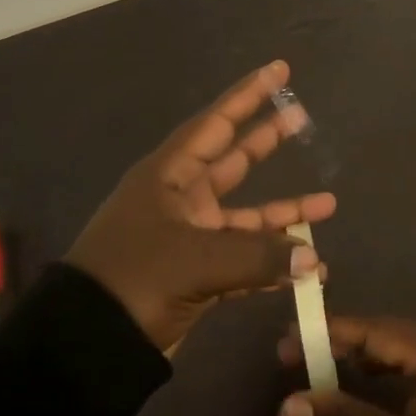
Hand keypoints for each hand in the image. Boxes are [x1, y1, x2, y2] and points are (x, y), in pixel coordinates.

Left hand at [65, 61, 336, 352]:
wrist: (86, 345)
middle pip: (234, 161)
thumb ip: (260, 256)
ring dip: (285, 214)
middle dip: (267, 141)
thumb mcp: (197, 260)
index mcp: (169, 177)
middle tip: (302, 118)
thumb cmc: (135, 279)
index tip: (280, 71)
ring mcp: (190, 238)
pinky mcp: (196, 276)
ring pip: (247, 217)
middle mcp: (181, 200)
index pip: (216, 124)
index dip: (248, 95)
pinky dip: (272, 263)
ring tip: (328, 203)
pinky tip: (306, 268)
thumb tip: (313, 259)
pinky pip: (244, 260)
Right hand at [275, 315, 415, 415]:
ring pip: (403, 349)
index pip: (375, 329)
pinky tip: (367, 382)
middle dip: (344, 343)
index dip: (330, 334)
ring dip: (365, 357)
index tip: (288, 340)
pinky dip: (389, 371)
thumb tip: (287, 406)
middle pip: (388, 334)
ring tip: (324, 365)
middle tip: (299, 354)